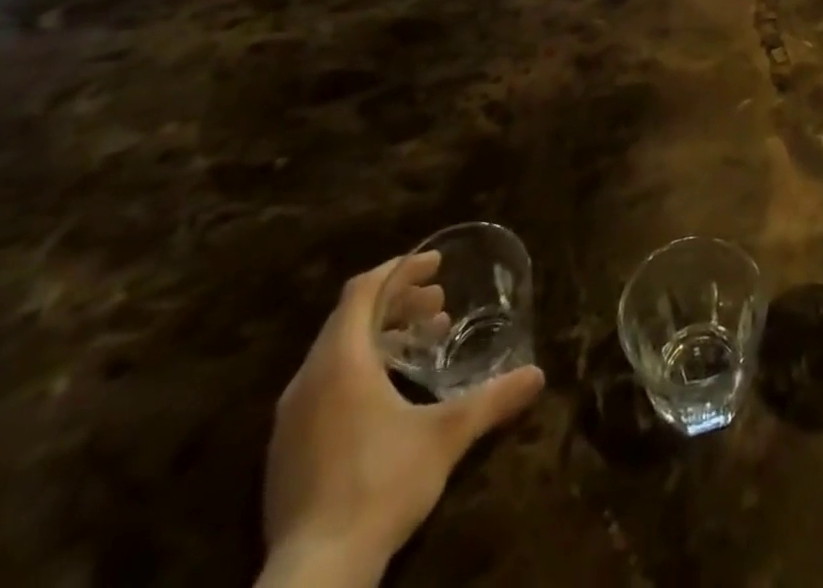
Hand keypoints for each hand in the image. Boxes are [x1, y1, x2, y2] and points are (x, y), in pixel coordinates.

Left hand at [260, 255, 543, 586]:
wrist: (314, 579)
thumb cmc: (381, 486)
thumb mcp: (447, 436)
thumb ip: (493, 399)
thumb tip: (538, 374)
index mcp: (341, 362)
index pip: (363, 290)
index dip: (401, 269)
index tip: (437, 265)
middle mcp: (307, 380)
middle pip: (350, 318)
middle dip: (398, 302)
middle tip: (440, 306)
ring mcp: (289, 420)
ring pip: (336, 352)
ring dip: (380, 336)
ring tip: (422, 345)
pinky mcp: (284, 452)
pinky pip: (322, 385)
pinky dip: (359, 369)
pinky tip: (389, 395)